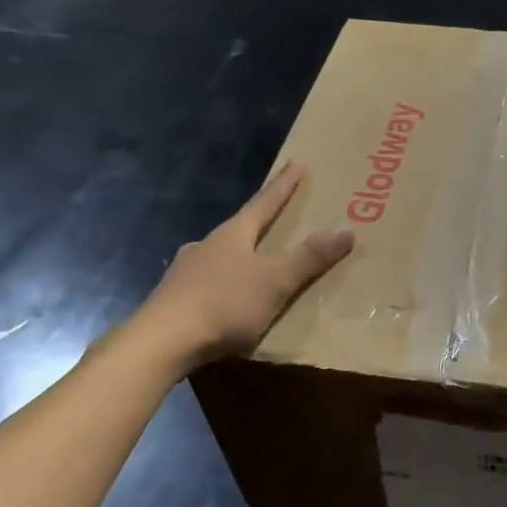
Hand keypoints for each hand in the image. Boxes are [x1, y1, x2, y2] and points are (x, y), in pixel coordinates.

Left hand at [133, 163, 351, 367]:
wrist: (160, 343)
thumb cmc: (224, 304)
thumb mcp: (275, 281)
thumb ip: (309, 258)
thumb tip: (346, 228)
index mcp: (233, 235)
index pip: (264, 203)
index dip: (283, 186)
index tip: (296, 164)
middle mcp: (207, 245)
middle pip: (239, 228)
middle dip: (258, 224)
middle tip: (276, 219)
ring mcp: (186, 272)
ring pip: (219, 256)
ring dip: (238, 257)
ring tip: (252, 264)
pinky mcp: (174, 299)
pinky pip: (206, 284)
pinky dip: (223, 285)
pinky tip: (225, 298)